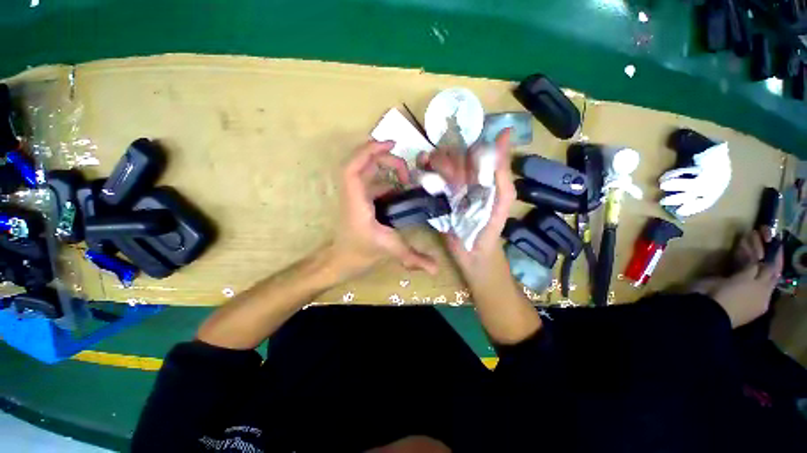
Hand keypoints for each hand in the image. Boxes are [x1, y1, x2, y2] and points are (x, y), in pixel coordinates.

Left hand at [330, 140, 437, 278]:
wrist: (341, 260)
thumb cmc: (360, 253)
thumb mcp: (389, 251)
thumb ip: (414, 258)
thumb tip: (437, 268)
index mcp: (356, 201)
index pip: (353, 168)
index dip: (368, 151)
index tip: (390, 144)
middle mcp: (353, 194)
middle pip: (361, 162)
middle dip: (384, 158)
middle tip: (407, 171)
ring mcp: (356, 195)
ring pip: (366, 170)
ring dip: (385, 167)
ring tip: (407, 176)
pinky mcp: (360, 199)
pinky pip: (371, 182)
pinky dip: (386, 180)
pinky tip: (400, 190)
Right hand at [421, 129, 514, 271]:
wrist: (471, 253)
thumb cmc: (489, 227)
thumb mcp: (502, 199)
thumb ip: (502, 170)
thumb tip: (505, 132)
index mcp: (480, 175)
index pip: (469, 151)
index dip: (463, 152)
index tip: (461, 160)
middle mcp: (463, 177)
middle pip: (450, 156)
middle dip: (445, 160)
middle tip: (445, 176)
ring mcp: (447, 187)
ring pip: (436, 164)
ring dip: (430, 162)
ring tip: (427, 168)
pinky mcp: (435, 198)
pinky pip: (426, 179)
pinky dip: (420, 171)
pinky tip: (419, 171)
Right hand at [690, 229, 782, 326]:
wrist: (706, 307)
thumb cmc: (732, 298)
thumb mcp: (749, 284)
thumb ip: (757, 269)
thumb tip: (761, 257)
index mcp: (764, 292)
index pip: (774, 270)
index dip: (776, 254)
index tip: (777, 239)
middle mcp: (755, 287)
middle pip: (762, 265)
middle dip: (763, 248)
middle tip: (762, 231)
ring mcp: (739, 283)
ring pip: (749, 263)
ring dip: (751, 248)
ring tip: (749, 234)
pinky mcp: (725, 279)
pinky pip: (737, 264)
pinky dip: (739, 253)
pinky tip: (739, 243)